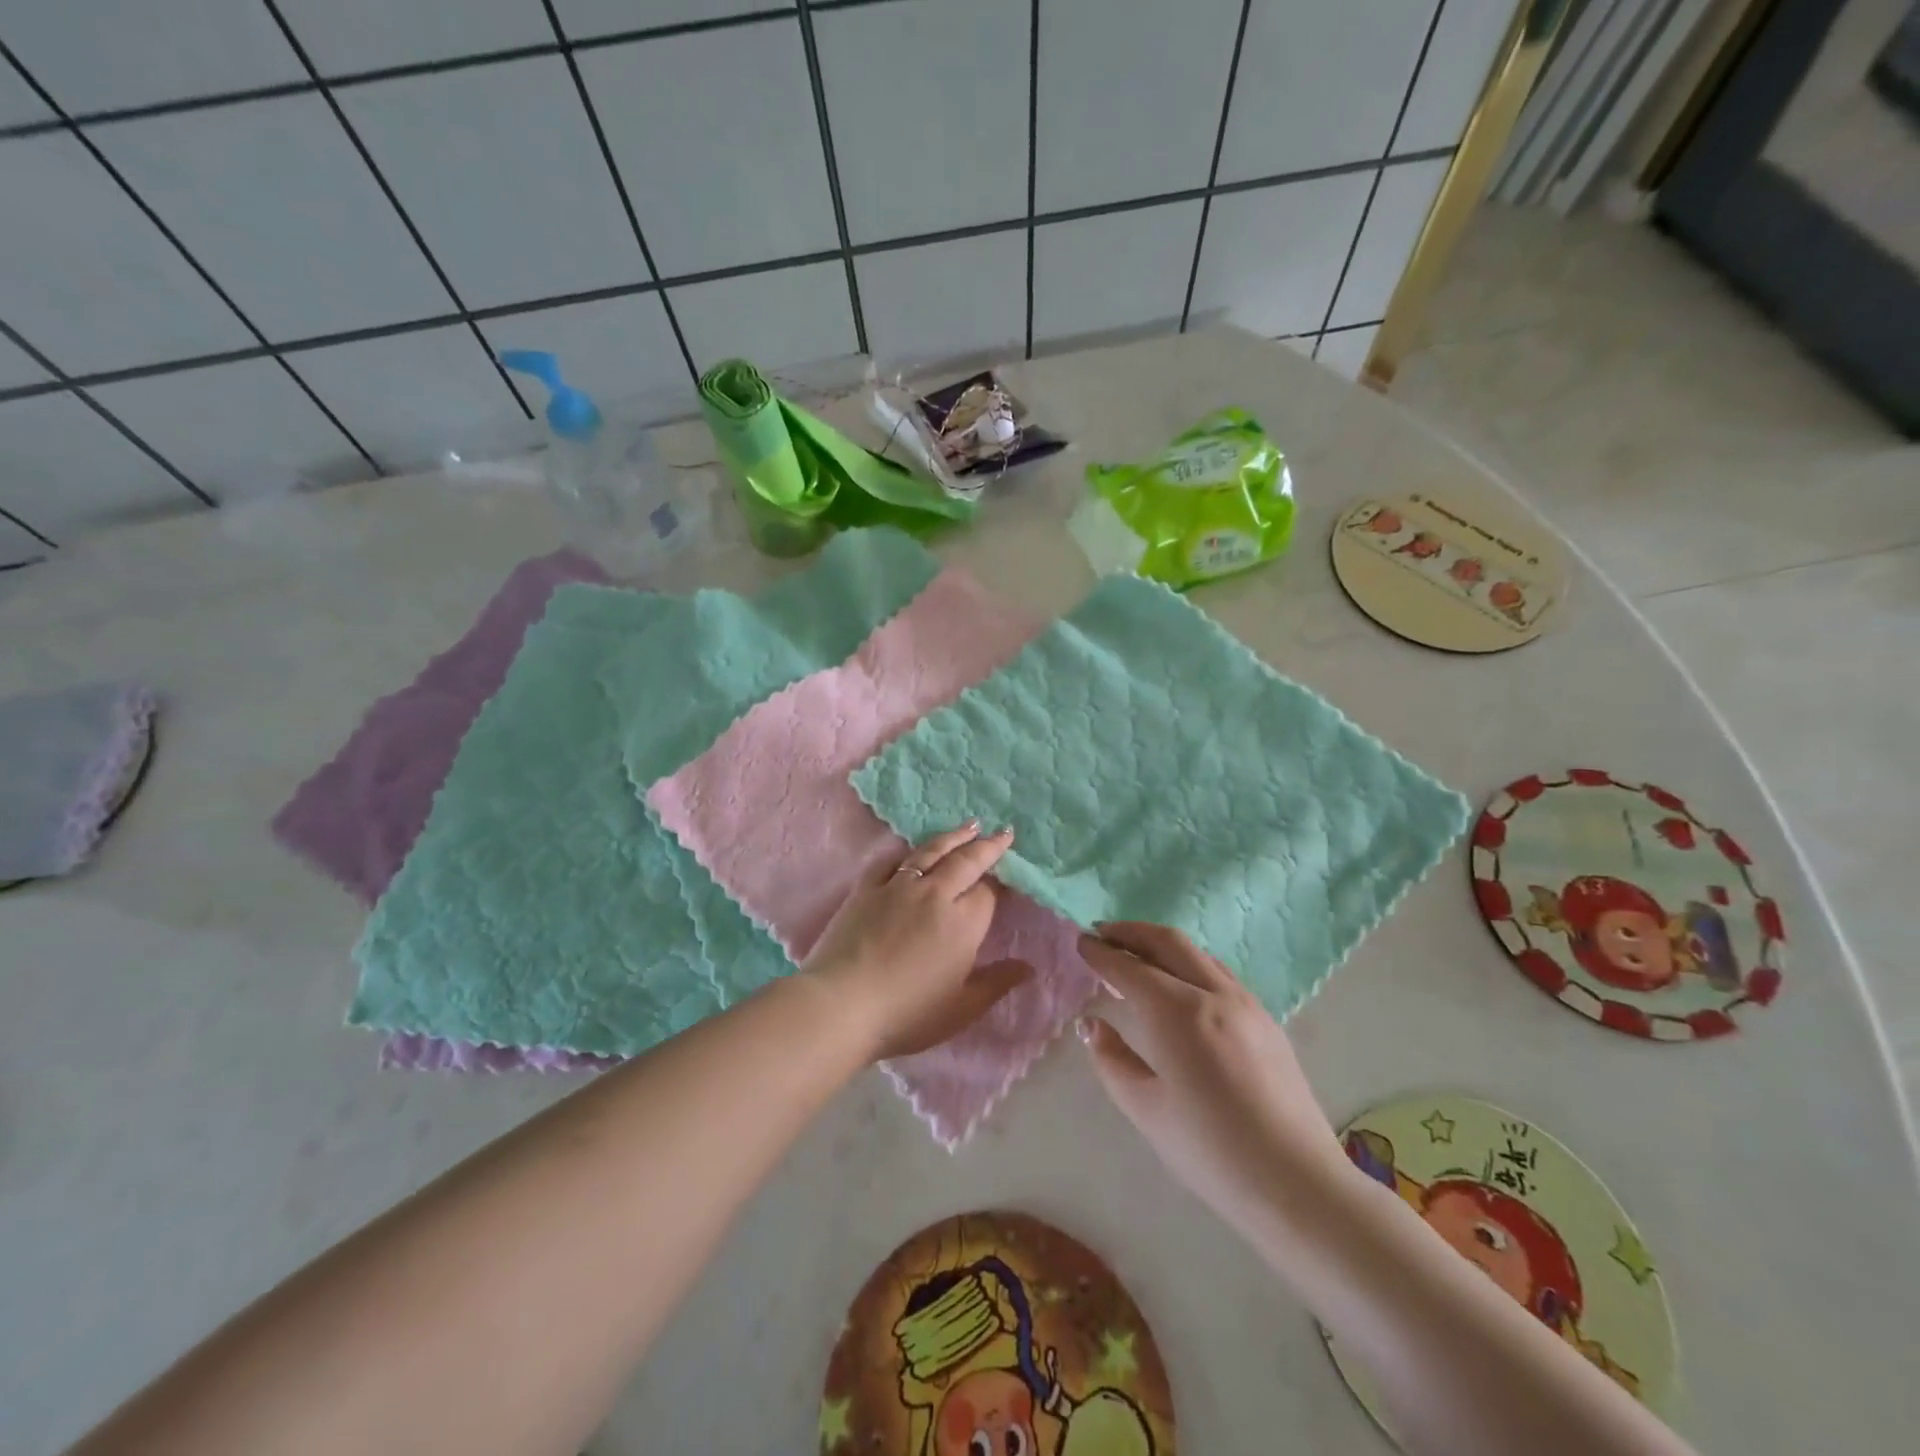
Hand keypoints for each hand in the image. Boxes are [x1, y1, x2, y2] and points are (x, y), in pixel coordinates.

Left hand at [801, 823, 1029, 1060]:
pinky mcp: (866, 889)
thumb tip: (1028, 968)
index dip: (1000, 883)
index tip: (1009, 877)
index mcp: (963, 922)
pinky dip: (906, 852)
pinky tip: (912, 850)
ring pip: (931, 852)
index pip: (988, 892)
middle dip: (987, 846)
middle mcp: (935, 894)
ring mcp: (897, 887)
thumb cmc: (908, 1014)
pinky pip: (891, 861)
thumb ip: (996, 984)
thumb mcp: (961, 1008)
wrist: (842, 1005)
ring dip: (953, 837)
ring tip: (970, 825)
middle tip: (1003, 832)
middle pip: (966, 861)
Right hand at [1078, 923, 1343, 1235]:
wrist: (1298, 1184)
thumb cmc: (1211, 1151)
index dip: (1101, 953)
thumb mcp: (1146, 1109)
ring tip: (1138, 955)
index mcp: (1177, 1012)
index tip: (1080, 942)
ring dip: (1162, 944)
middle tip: (1103, 934)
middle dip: (1131, 932)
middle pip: (1168, 942)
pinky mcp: (1267, 1020)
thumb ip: (1112, 1060)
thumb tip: (1091, 1025)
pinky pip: (1220, 973)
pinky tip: (1181, 984)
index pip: (1130, 968)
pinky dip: (1189, 963)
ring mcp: (1246, 1004)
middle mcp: (1213, 994)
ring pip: (1198, 953)